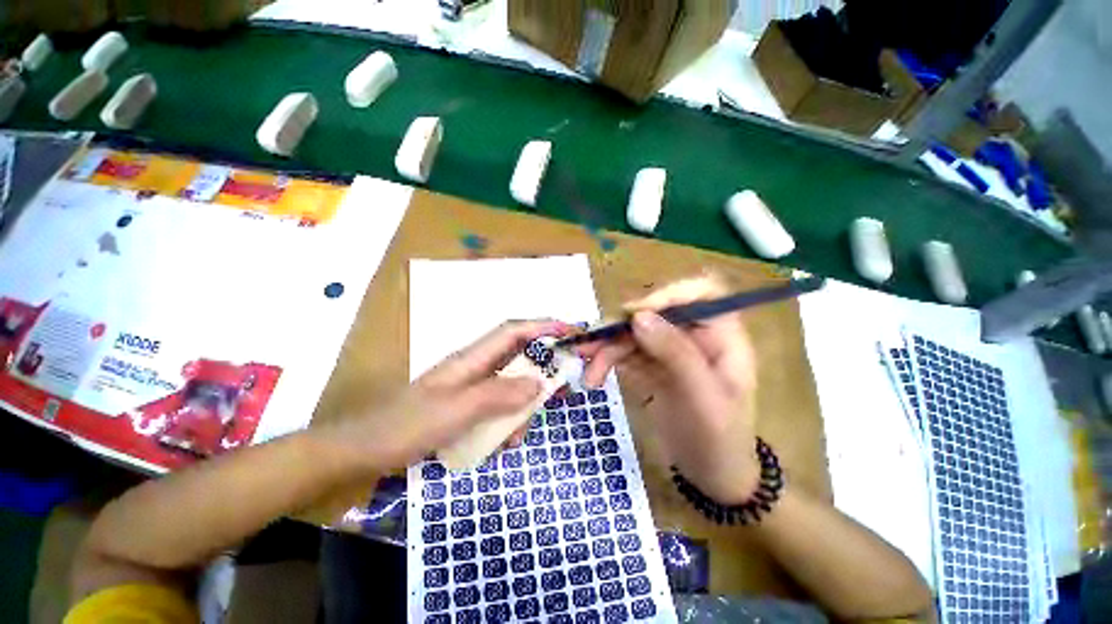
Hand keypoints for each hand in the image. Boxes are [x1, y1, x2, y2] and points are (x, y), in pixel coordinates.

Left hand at [328, 320, 572, 471]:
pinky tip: (503, 443)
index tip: (570, 331)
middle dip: (540, 373)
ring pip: (511, 385)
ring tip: (517, 434)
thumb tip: (539, 384)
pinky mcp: (468, 405)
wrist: (365, 450)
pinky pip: (499, 406)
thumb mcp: (457, 410)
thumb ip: (499, 395)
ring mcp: (472, 387)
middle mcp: (476, 367)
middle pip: (518, 357)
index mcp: (472, 358)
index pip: (514, 331)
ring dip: (522, 406)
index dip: (542, 326)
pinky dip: (508, 421)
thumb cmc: (407, 425)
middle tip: (558, 392)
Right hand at [579, 276, 759, 502]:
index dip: (667, 294)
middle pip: (656, 313)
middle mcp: (694, 336)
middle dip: (622, 327)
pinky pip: (626, 353)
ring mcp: (670, 350)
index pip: (700, 293)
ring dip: (607, 348)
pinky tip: (594, 376)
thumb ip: (675, 353)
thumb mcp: (702, 398)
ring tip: (588, 374)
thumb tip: (639, 317)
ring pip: (634, 334)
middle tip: (592, 344)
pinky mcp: (651, 366)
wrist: (712, 476)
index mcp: (722, 336)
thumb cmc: (719, 439)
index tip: (634, 314)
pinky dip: (607, 361)